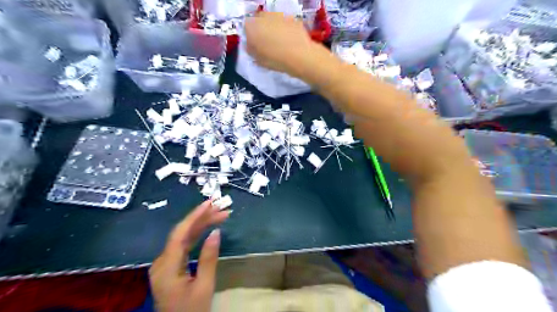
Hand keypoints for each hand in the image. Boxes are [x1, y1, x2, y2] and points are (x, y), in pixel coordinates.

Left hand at [149, 200, 228, 311]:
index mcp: (167, 267)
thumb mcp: (204, 287)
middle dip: (202, 219)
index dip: (195, 216)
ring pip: (183, 238)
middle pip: (182, 233)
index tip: (210, 203)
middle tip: (222, 209)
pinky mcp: (169, 267)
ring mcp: (164, 264)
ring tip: (219, 215)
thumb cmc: (192, 311)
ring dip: (201, 225)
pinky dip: (196, 235)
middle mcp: (162, 262)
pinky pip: (183, 246)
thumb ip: (209, 258)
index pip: (180, 234)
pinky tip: (207, 228)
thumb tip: (216, 232)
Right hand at [247, 11, 319, 73]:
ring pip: (273, 21)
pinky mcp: (293, 18)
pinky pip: (286, 23)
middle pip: (260, 21)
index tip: (256, 45)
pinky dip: (286, 30)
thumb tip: (250, 45)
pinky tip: (290, 42)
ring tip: (280, 44)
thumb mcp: (258, 59)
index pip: (246, 27)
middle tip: (267, 44)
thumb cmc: (275, 59)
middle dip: (262, 30)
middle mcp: (264, 16)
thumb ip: (251, 50)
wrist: (299, 56)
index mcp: (252, 26)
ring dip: (274, 29)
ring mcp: (279, 15)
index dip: (251, 36)